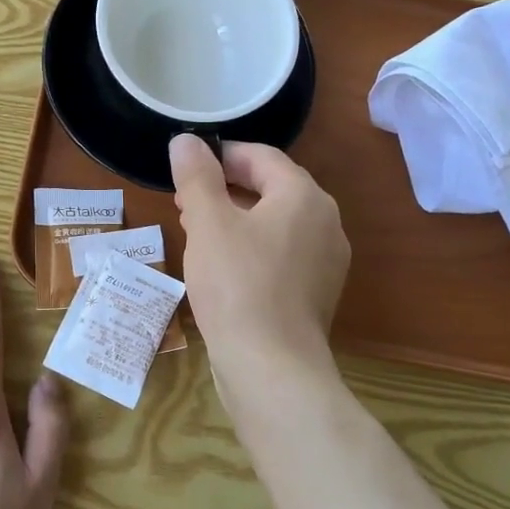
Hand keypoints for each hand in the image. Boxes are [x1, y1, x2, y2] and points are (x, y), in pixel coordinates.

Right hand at [170, 136, 350, 385]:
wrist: (272, 368)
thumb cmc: (237, 284)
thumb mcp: (208, 222)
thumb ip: (197, 176)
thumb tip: (186, 140)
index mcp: (304, 196)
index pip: (262, 156)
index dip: (221, 154)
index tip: (186, 165)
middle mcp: (325, 222)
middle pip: (271, 188)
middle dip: (224, 188)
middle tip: (183, 198)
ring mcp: (326, 261)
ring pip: (274, 222)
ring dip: (234, 218)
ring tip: (195, 229)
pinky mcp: (316, 293)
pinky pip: (281, 253)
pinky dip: (250, 247)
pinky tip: (220, 265)